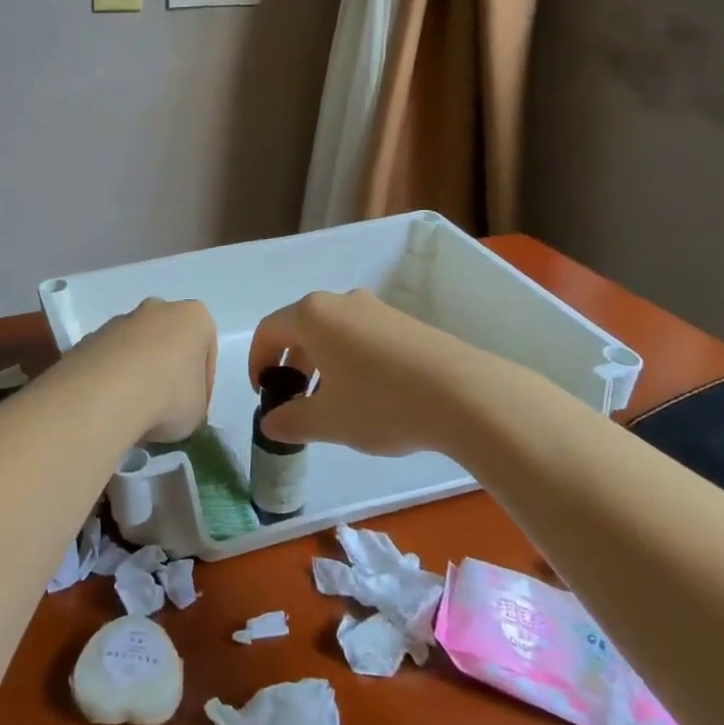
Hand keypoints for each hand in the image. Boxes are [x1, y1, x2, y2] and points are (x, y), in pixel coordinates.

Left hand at [66, 297, 215, 445]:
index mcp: (194, 317)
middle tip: (165, 407)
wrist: (106, 395)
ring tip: (135, 411)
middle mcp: (157, 309)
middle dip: (167, 370)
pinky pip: (110, 360)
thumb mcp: (197, 412)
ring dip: (137, 374)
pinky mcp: (89, 337)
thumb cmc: (169, 397)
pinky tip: (111, 405)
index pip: (206, 352)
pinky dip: (112, 379)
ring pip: (136, 349)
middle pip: (168, 342)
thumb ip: (193, 403)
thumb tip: (178, 409)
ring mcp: (120, 321)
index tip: (194, 409)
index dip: (203, 385)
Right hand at [247, 289, 488, 457]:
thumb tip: (271, 422)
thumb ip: (291, 420)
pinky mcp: (404, 322)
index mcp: (313, 316)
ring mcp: (376, 309)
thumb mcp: (328, 421)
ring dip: (321, 363)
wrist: (465, 394)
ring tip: (331, 402)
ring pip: (333, 332)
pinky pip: (361, 336)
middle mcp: (341, 302)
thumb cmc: (382, 403)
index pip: (269, 330)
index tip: (264, 393)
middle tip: (295, 399)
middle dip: (290, 363)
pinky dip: (349, 360)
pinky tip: (368, 395)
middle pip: (301, 327)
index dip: (258, 361)